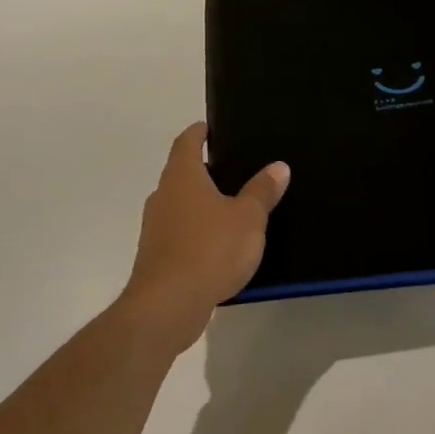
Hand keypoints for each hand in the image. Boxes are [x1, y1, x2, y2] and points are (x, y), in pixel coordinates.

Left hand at [118, 122, 290, 354]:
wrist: (168, 305)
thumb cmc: (210, 250)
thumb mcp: (248, 218)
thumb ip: (262, 191)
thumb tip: (278, 166)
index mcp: (182, 177)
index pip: (187, 142)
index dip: (199, 133)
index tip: (212, 128)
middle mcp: (163, 197)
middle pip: (181, 173)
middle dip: (205, 170)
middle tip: (236, 169)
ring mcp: (156, 228)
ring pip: (180, 205)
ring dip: (202, 203)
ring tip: (234, 207)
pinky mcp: (157, 257)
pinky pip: (180, 232)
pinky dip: (198, 231)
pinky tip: (220, 244)